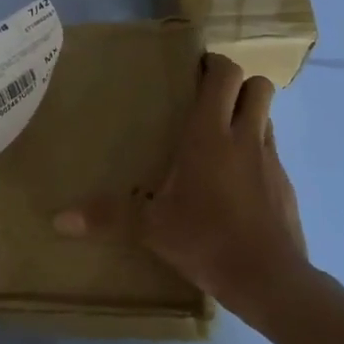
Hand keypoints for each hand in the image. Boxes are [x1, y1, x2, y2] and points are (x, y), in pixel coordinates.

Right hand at [53, 52, 321, 321]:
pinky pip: (271, 152)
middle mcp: (245, 137)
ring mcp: (271, 160)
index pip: (224, 76)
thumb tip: (58, 220)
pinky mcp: (286, 185)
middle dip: (239, 84)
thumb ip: (107, 217)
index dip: (214, 64)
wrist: (268, 279)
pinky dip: (256, 153)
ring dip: (249, 116)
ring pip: (268, 117)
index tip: (196, 69)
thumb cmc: (206, 240)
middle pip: (258, 86)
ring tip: (221, 136)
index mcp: (210, 135)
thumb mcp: (151, 228)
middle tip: (210, 99)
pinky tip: (235, 181)